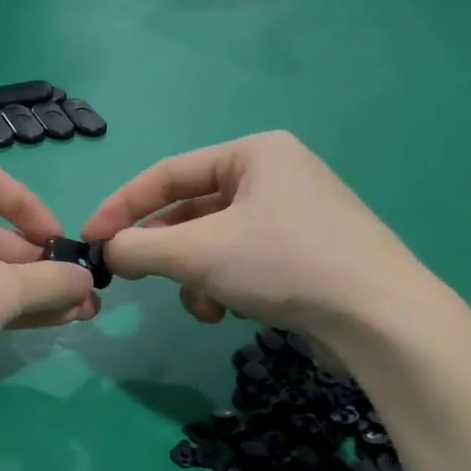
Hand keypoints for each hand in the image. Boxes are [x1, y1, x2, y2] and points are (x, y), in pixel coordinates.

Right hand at [80, 131, 446, 338]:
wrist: (380, 317)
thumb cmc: (283, 263)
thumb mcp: (198, 253)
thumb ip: (140, 248)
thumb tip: (108, 251)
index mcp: (253, 153)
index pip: (167, 173)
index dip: (122, 207)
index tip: (90, 239)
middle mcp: (275, 174)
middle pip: (191, 210)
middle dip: (166, 252)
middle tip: (135, 277)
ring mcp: (294, 214)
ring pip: (214, 241)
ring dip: (195, 276)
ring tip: (202, 305)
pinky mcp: (305, 252)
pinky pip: (242, 260)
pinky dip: (225, 285)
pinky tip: (230, 311)